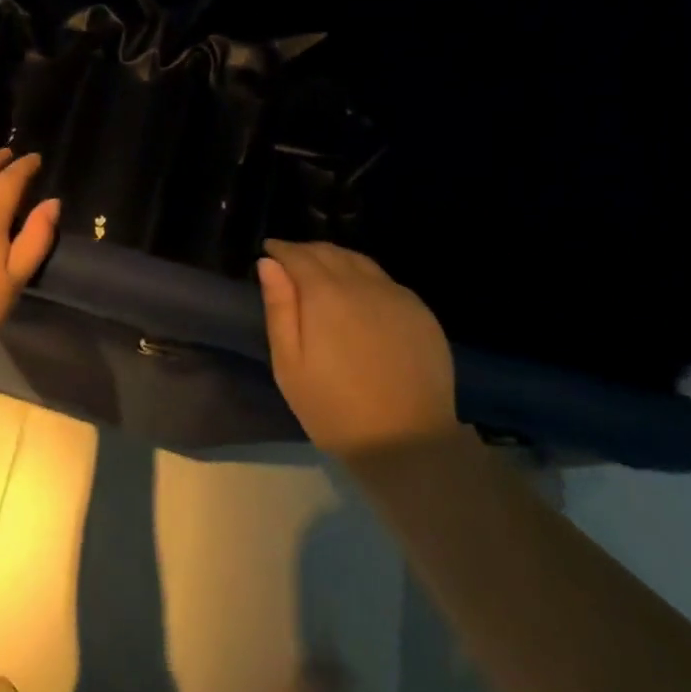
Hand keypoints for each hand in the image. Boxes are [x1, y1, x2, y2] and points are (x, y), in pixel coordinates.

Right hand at [257, 241, 459, 453]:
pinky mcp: (421, 312)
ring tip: (323, 273)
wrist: (408, 442)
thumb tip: (269, 264)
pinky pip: (385, 281)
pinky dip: (364, 277)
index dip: (281, 249)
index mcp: (325, 293)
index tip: (269, 250)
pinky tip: (360, 297)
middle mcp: (362, 283)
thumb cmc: (335, 409)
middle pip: (330, 252)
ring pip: (360, 262)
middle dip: (306, 252)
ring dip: (336, 260)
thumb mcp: (289, 365)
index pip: (298, 255)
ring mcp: (396, 295)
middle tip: (291, 262)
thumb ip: (279, 308)